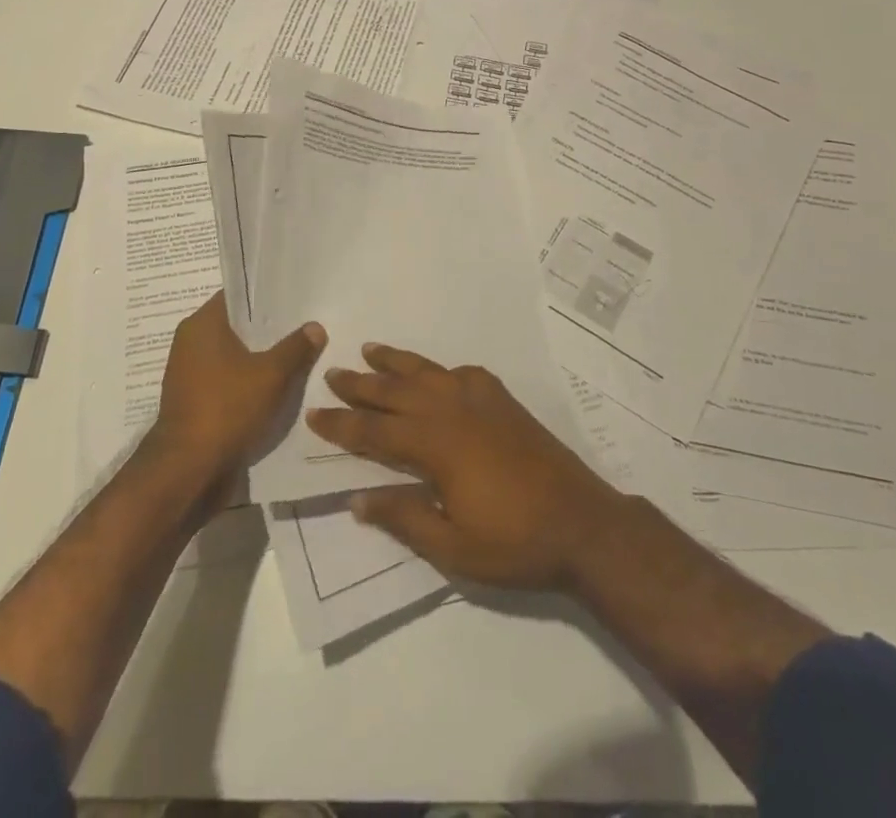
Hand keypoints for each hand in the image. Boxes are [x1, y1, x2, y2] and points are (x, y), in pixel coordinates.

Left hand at [150, 292, 325, 491]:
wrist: (188, 470)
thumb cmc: (226, 408)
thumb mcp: (271, 374)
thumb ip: (296, 347)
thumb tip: (315, 326)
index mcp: (202, 324)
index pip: (238, 295)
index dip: (267, 294)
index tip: (297, 296)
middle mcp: (191, 342)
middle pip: (238, 326)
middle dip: (270, 328)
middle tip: (307, 324)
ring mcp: (191, 374)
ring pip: (235, 355)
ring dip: (262, 358)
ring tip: (300, 355)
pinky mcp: (197, 401)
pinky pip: (230, 380)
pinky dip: (251, 381)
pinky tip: (280, 386)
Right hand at [306, 344, 628, 589]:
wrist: (581, 522)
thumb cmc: (514, 541)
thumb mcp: (452, 546)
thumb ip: (404, 517)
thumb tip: (358, 498)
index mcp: (436, 445)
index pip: (376, 430)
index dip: (343, 423)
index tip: (314, 412)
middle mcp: (453, 411)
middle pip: (397, 391)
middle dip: (362, 383)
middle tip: (333, 372)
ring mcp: (482, 401)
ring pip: (428, 372)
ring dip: (397, 362)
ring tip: (371, 349)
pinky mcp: (504, 401)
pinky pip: (463, 373)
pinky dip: (442, 370)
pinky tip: (438, 374)